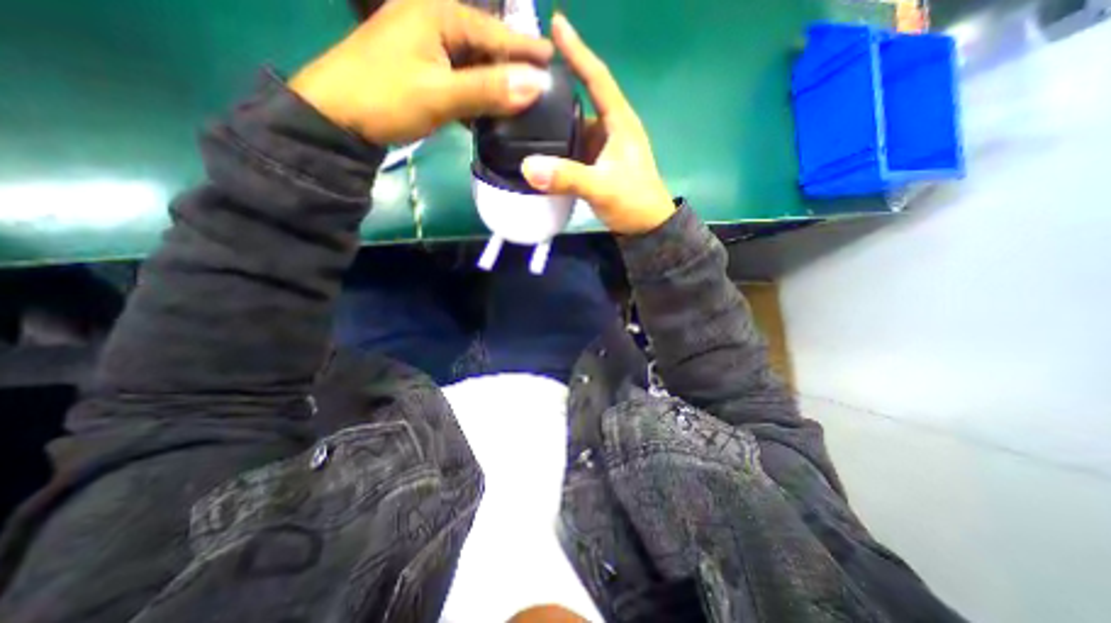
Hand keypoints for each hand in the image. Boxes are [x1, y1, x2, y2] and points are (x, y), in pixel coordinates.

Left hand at [289, 0, 553, 142]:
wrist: (337, 115)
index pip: (494, 32)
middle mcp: (434, 21)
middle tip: (541, 86)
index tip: (554, 61)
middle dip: (512, 67)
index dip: (526, 49)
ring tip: (522, 101)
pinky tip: (489, 110)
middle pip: (485, 45)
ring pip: (473, 64)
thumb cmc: (386, 98)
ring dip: (496, 84)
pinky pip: (460, 77)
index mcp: (438, 14)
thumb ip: (488, 89)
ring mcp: (426, 46)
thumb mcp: (440, 95)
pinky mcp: (422, 68)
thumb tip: (536, 85)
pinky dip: (477, 94)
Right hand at [524, 12, 676, 235]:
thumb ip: (568, 177)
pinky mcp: (597, 162)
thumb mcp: (602, 188)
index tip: (556, 24)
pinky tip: (540, 145)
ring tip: (524, 111)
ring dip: (554, 120)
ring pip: (575, 125)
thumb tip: (528, 167)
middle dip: (557, 87)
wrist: (646, 227)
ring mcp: (603, 146)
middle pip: (582, 99)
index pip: (597, 78)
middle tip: (525, 78)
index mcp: (619, 122)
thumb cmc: (633, 201)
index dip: (578, 50)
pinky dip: (558, 143)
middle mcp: (611, 128)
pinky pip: (574, 146)